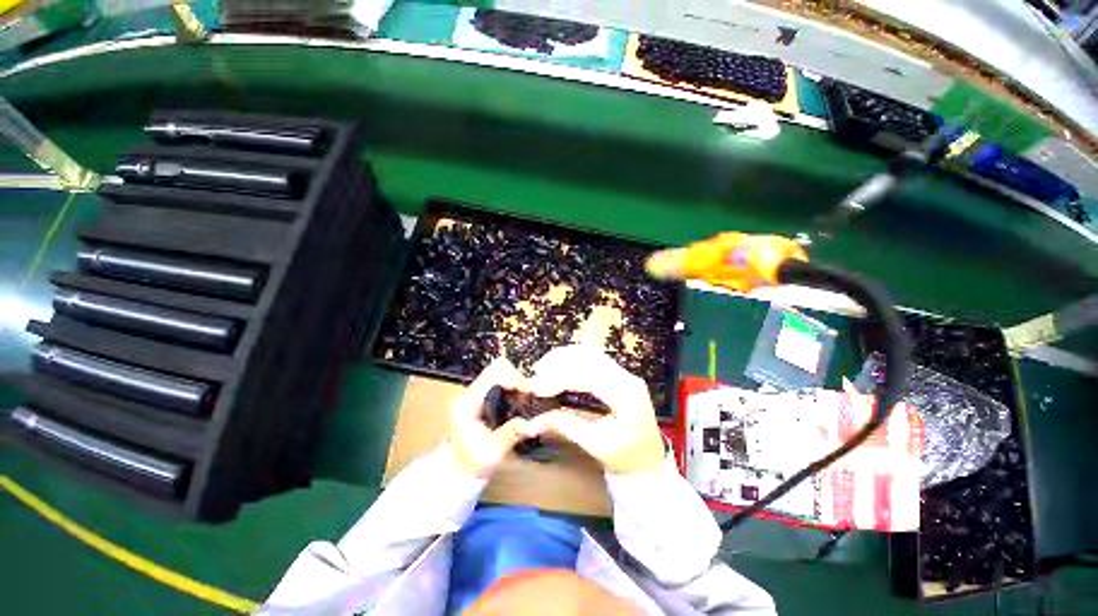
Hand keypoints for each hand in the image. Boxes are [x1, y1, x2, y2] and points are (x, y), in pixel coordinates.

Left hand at [448, 357, 537, 476]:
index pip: (495, 373)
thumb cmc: (472, 462)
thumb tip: (534, 424)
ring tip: (526, 399)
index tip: (528, 392)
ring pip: (500, 373)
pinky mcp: (480, 396)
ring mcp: (474, 393)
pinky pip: (500, 381)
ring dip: (516, 383)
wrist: (458, 471)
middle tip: (529, 396)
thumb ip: (512, 434)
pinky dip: (512, 387)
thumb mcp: (493, 453)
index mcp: (468, 401)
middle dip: (518, 379)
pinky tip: (519, 401)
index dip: (515, 379)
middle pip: (498, 368)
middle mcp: (469, 392)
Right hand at [527, 344, 665, 474]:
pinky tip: (555, 367)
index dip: (561, 377)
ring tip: (542, 369)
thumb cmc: (625, 456)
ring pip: (589, 353)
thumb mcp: (595, 444)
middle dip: (559, 362)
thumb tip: (533, 420)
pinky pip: (590, 359)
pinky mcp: (615, 374)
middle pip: (589, 356)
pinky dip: (570, 360)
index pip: (590, 374)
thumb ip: (566, 426)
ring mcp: (622, 373)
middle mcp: (626, 376)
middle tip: (535, 374)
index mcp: (627, 394)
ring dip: (563, 358)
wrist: (647, 459)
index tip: (538, 388)